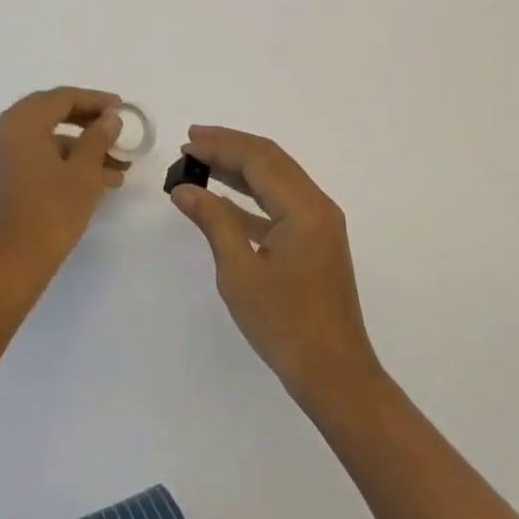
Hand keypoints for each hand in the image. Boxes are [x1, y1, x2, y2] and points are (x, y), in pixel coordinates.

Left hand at [0, 87, 126, 288]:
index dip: (96, 101)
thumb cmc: (48, 214)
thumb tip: (110, 118)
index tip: (123, 109)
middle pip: (52, 115)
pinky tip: (96, 182)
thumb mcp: (83, 174)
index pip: (62, 98)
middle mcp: (3, 131)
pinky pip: (35, 158)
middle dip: (89, 124)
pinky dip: (63, 164)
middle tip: (118, 131)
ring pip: (46, 140)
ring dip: (81, 149)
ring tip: (118, 168)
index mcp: (20, 122)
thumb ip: (98, 138)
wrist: (7, 269)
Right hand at [170, 126, 383, 410]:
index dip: (221, 145)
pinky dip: (250, 194)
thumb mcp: (239, 272)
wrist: (334, 375)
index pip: (259, 159)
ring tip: (201, 161)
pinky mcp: (314, 241)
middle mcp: (317, 205)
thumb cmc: (284, 324)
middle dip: (230, 147)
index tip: (186, 143)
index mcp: (305, 207)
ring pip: (276, 179)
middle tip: (190, 142)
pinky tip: (223, 197)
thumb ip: (214, 221)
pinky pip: (280, 202)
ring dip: (239, 167)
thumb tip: (184, 188)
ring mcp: (319, 223)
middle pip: (270, 160)